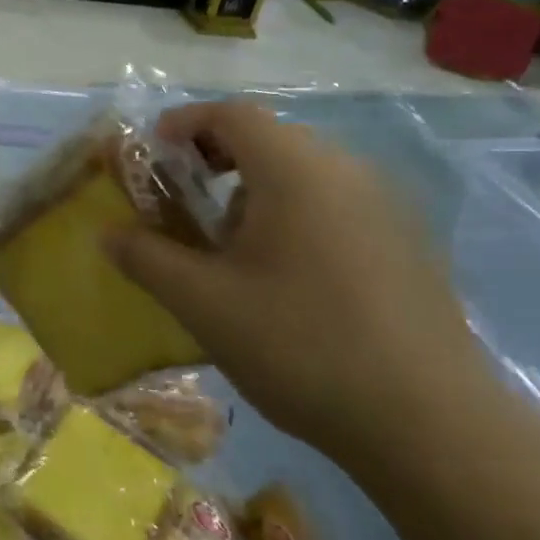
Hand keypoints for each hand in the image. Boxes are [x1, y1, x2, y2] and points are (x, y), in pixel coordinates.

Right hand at [105, 101, 493, 466]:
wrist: (431, 424)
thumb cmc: (300, 344)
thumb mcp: (201, 302)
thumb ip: (146, 258)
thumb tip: (108, 234)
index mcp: (295, 170)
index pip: (231, 115)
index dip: (183, 123)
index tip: (151, 154)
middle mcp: (346, 172)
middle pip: (270, 138)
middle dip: (215, 159)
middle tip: (181, 201)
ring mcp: (386, 207)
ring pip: (304, 173)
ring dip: (254, 190)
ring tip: (227, 245)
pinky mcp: (407, 244)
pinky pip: (335, 204)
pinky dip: (294, 214)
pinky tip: (284, 276)